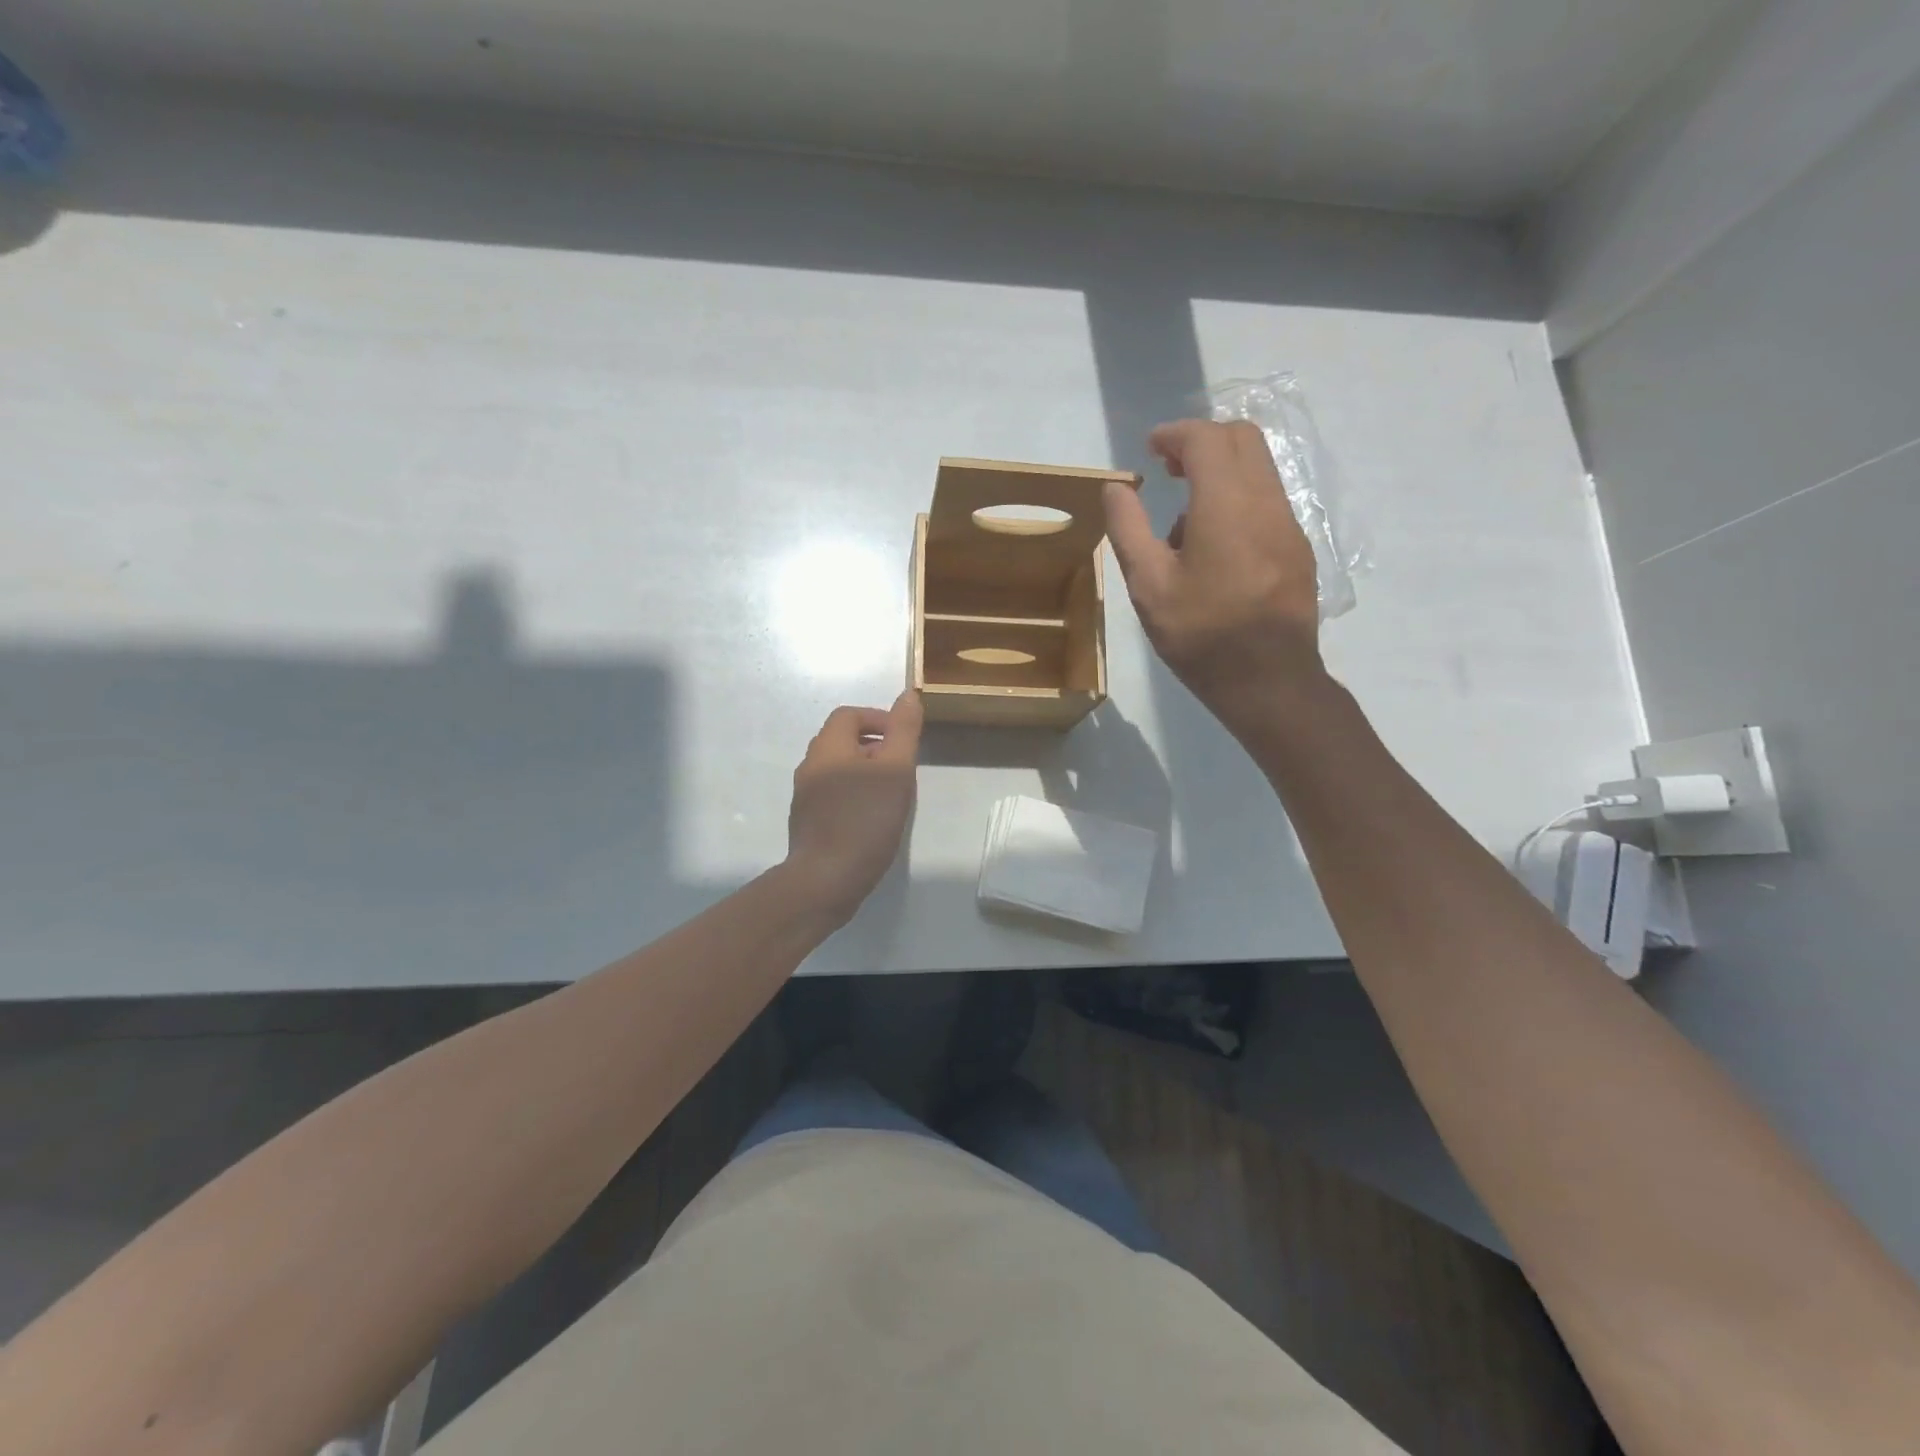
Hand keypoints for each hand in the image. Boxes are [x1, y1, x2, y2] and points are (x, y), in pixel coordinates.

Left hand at [783, 691, 923, 923]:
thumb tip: (908, 695)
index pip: (849, 715)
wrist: (826, 879)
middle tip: (902, 768)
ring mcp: (805, 796)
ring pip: (838, 769)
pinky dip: (854, 794)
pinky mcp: (807, 821)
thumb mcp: (895, 770)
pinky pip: (833, 794)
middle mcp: (810, 766)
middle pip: (842, 741)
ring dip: (865, 772)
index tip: (904, 739)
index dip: (878, 718)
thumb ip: (903, 730)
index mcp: (828, 748)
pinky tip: (872, 819)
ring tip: (891, 794)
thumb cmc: (865, 819)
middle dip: (875, 746)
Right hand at [1104, 419, 1325, 734]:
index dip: (1174, 434)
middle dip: (1202, 441)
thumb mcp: (1149, 586)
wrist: (1268, 681)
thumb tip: (1115, 487)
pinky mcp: (1297, 547)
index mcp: (1226, 506)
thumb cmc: (1200, 636)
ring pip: (1258, 468)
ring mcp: (1288, 524)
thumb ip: (1128, 529)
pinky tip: (1214, 546)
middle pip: (1242, 438)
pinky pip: (1268, 499)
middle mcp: (1265, 502)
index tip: (1149, 450)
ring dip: (1220, 472)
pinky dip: (1238, 498)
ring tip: (1185, 521)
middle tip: (1168, 470)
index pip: (1206, 439)